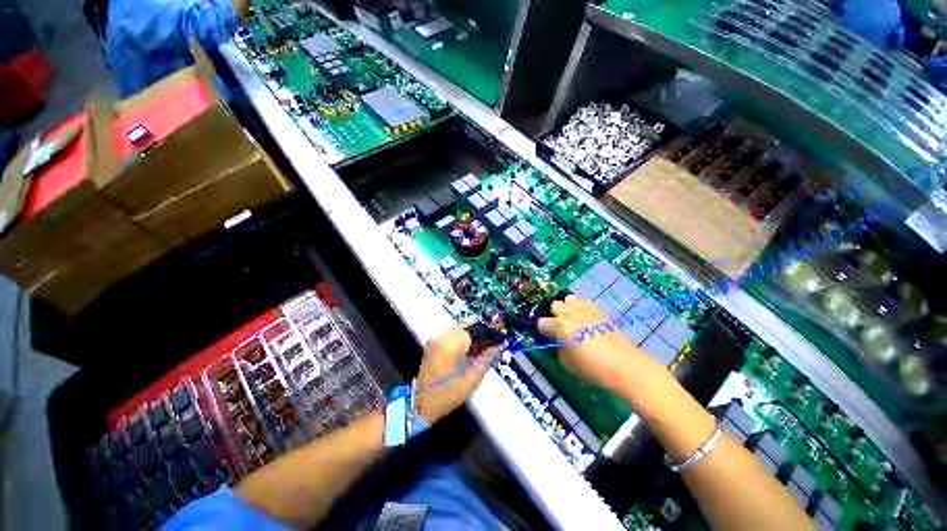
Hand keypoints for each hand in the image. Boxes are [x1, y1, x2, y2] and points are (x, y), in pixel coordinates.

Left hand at [414, 326, 494, 423]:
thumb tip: (499, 346)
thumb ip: (485, 361)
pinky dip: (461, 339)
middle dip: (479, 336)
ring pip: (460, 330)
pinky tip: (466, 353)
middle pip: (467, 328)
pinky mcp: (433, 343)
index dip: (488, 336)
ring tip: (477, 352)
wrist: (419, 404)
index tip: (498, 344)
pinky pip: (451, 334)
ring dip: (470, 338)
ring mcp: (436, 339)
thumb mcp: (470, 381)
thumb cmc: (446, 395)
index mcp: (451, 345)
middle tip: (488, 350)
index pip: (475, 331)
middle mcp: (442, 337)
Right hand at [538, 295, 650, 393]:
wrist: (624, 365)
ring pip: (570, 298)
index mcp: (560, 327)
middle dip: (555, 314)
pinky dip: (583, 307)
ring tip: (574, 319)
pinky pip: (586, 302)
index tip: (549, 337)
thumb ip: (559, 349)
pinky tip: (588, 318)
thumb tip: (560, 342)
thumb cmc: (592, 367)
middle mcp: (571, 314)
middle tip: (561, 326)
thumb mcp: (567, 364)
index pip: (542, 322)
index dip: (544, 330)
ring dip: (568, 307)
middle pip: (555, 305)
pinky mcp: (600, 310)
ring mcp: (586, 310)